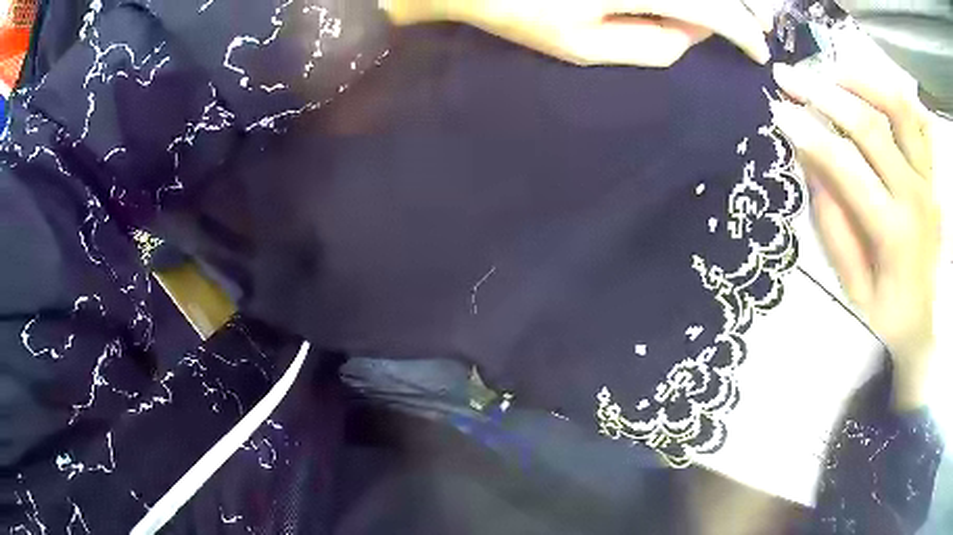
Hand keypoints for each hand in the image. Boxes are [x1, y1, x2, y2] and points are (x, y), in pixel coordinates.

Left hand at [381, 0, 773, 66]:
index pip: (713, 8)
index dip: (743, 31)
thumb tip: (694, 31)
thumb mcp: (587, 47)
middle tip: (759, 29)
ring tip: (738, 15)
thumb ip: (652, 44)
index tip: (759, 52)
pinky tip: (695, 9)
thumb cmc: (522, 12)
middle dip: (741, 8)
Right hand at [771, 62, 940, 410]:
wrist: (927, 320)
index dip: (808, 134)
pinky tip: (867, 89)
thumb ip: (833, 225)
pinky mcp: (932, 172)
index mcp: (893, 234)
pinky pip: (916, 117)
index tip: (778, 112)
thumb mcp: (854, 288)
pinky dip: (891, 93)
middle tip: (788, 77)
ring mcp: (927, 178)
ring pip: (897, 108)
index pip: (846, 168)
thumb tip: (809, 162)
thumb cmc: (889, 313)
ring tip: (829, 74)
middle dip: (822, 93)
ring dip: (859, 82)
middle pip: (869, 125)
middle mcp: (915, 195)